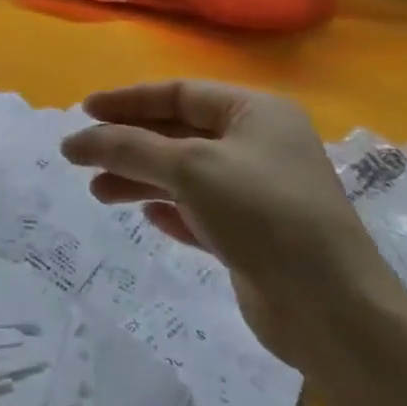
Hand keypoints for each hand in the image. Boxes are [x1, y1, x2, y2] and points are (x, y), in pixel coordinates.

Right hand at [61, 80, 406, 370]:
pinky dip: (171, 209)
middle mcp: (258, 145)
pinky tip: (149, 218)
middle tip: (82, 156)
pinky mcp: (254, 235)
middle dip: (129, 145)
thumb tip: (73, 140)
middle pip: (177, 133)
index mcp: (255, 113)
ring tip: (99, 193)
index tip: (84, 111)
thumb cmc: (262, 214)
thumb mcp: (189, 168)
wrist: (333, 312)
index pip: (179, 93)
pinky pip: (200, 210)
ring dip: (140, 179)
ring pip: (184, 174)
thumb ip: (127, 147)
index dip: (128, 100)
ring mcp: (258, 192)